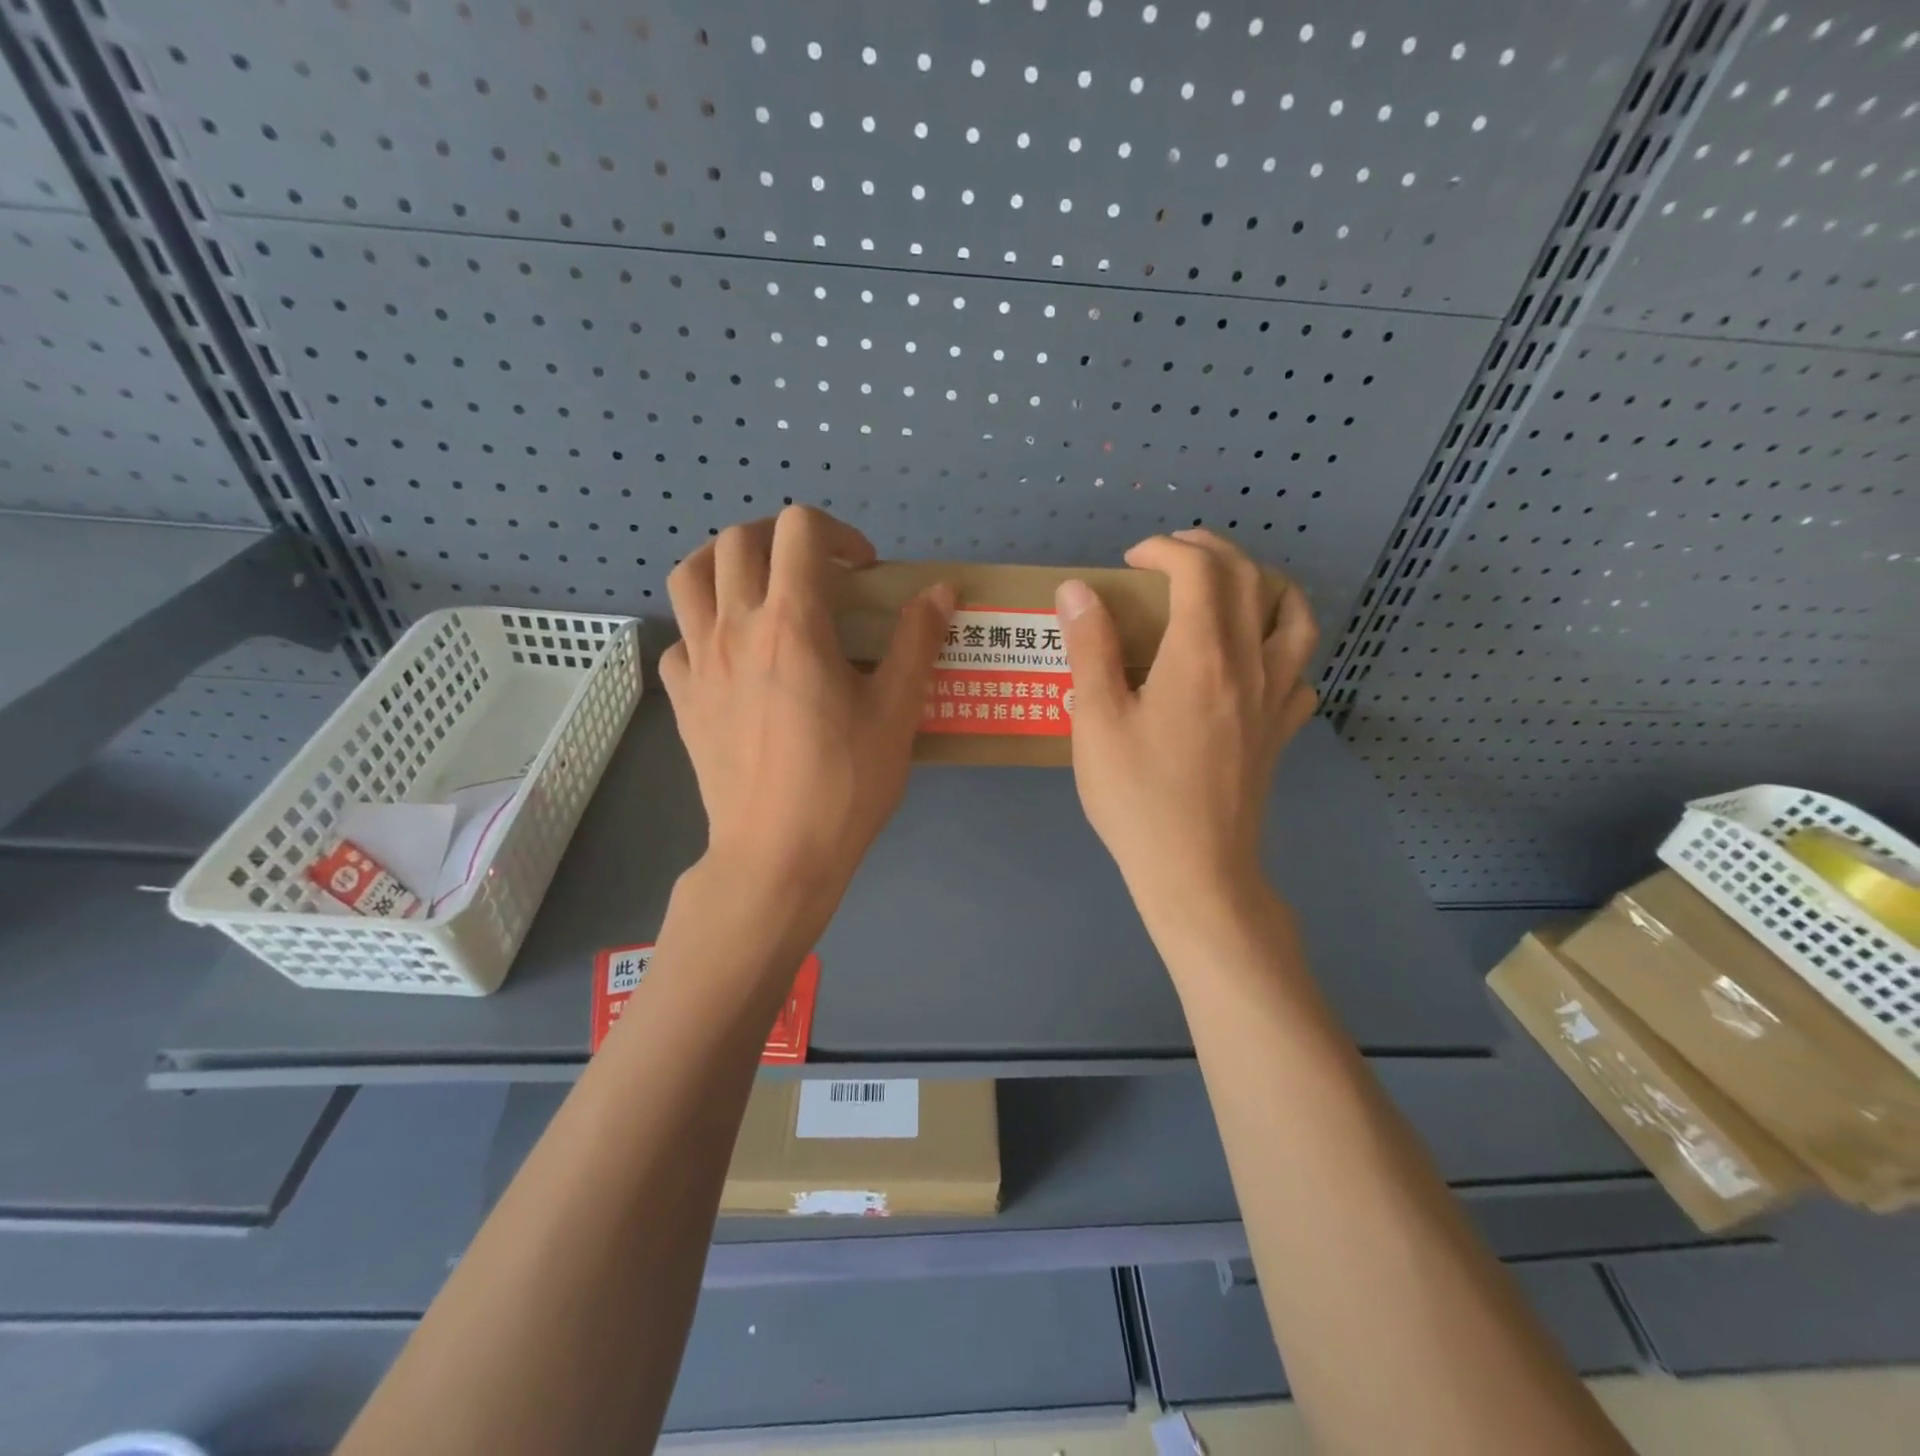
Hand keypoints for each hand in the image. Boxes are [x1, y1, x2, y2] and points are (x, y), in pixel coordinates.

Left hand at [661, 506, 952, 915]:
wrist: (776, 855)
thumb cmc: (844, 784)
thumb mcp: (896, 713)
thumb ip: (917, 642)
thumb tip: (940, 591)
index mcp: (793, 623)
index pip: (799, 530)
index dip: (838, 533)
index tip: (863, 571)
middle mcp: (735, 628)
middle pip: (738, 539)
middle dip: (782, 538)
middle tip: (815, 571)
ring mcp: (699, 662)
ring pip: (689, 575)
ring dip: (725, 564)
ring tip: (759, 590)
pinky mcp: (682, 698)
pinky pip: (681, 639)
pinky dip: (705, 629)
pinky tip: (733, 658)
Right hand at [1056, 529, 1318, 925]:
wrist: (1196, 871)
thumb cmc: (1137, 797)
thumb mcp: (1096, 721)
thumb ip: (1089, 648)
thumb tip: (1078, 589)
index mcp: (1201, 655)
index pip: (1199, 570)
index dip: (1165, 550)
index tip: (1130, 562)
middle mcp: (1250, 663)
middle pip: (1251, 578)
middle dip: (1210, 550)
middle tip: (1170, 557)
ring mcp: (1276, 698)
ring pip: (1295, 616)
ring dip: (1265, 584)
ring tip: (1231, 588)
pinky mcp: (1282, 731)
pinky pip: (1301, 670)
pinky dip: (1284, 646)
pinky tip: (1255, 660)